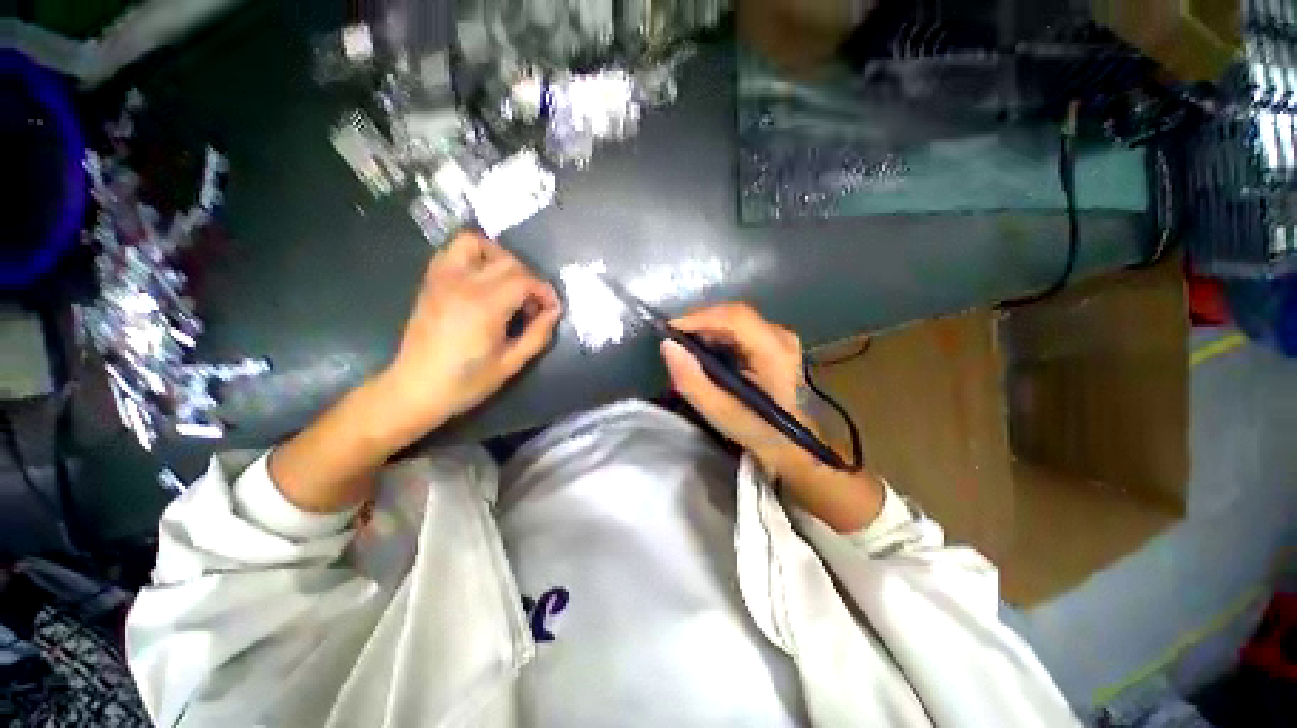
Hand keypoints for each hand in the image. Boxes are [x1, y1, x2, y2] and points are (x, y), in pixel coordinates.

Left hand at [376, 231, 561, 443]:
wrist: (416, 388)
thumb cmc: (467, 381)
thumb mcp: (511, 363)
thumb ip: (538, 334)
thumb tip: (554, 312)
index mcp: (485, 306)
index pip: (525, 280)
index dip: (545, 291)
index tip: (552, 309)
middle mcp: (463, 283)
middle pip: (508, 261)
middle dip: (529, 278)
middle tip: (534, 304)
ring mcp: (442, 279)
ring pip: (476, 243)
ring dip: (500, 257)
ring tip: (509, 283)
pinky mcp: (431, 281)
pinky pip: (452, 251)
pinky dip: (473, 255)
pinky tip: (483, 279)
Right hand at [660, 302, 883, 530]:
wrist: (791, 441)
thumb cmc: (757, 430)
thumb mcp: (719, 412)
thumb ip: (691, 380)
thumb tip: (668, 346)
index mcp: (775, 353)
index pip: (736, 318)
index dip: (700, 317)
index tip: (670, 329)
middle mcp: (781, 336)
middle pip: (734, 315)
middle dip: (700, 324)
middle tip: (675, 342)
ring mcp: (781, 336)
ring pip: (735, 320)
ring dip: (707, 330)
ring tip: (687, 348)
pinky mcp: (775, 340)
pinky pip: (740, 328)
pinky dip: (718, 336)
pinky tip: (707, 352)